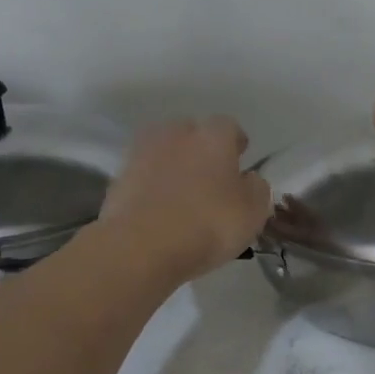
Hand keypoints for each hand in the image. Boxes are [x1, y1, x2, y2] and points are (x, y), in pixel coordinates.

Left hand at [99, 117, 271, 281]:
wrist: (141, 246)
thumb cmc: (208, 224)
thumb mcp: (253, 213)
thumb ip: (256, 189)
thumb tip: (248, 179)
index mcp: (213, 136)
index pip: (229, 127)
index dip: (236, 145)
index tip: (240, 164)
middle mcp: (176, 133)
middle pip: (192, 134)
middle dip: (202, 151)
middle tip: (210, 180)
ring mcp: (142, 152)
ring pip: (164, 152)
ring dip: (174, 167)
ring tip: (182, 196)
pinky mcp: (118, 177)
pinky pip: (144, 176)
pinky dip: (153, 187)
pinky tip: (159, 210)